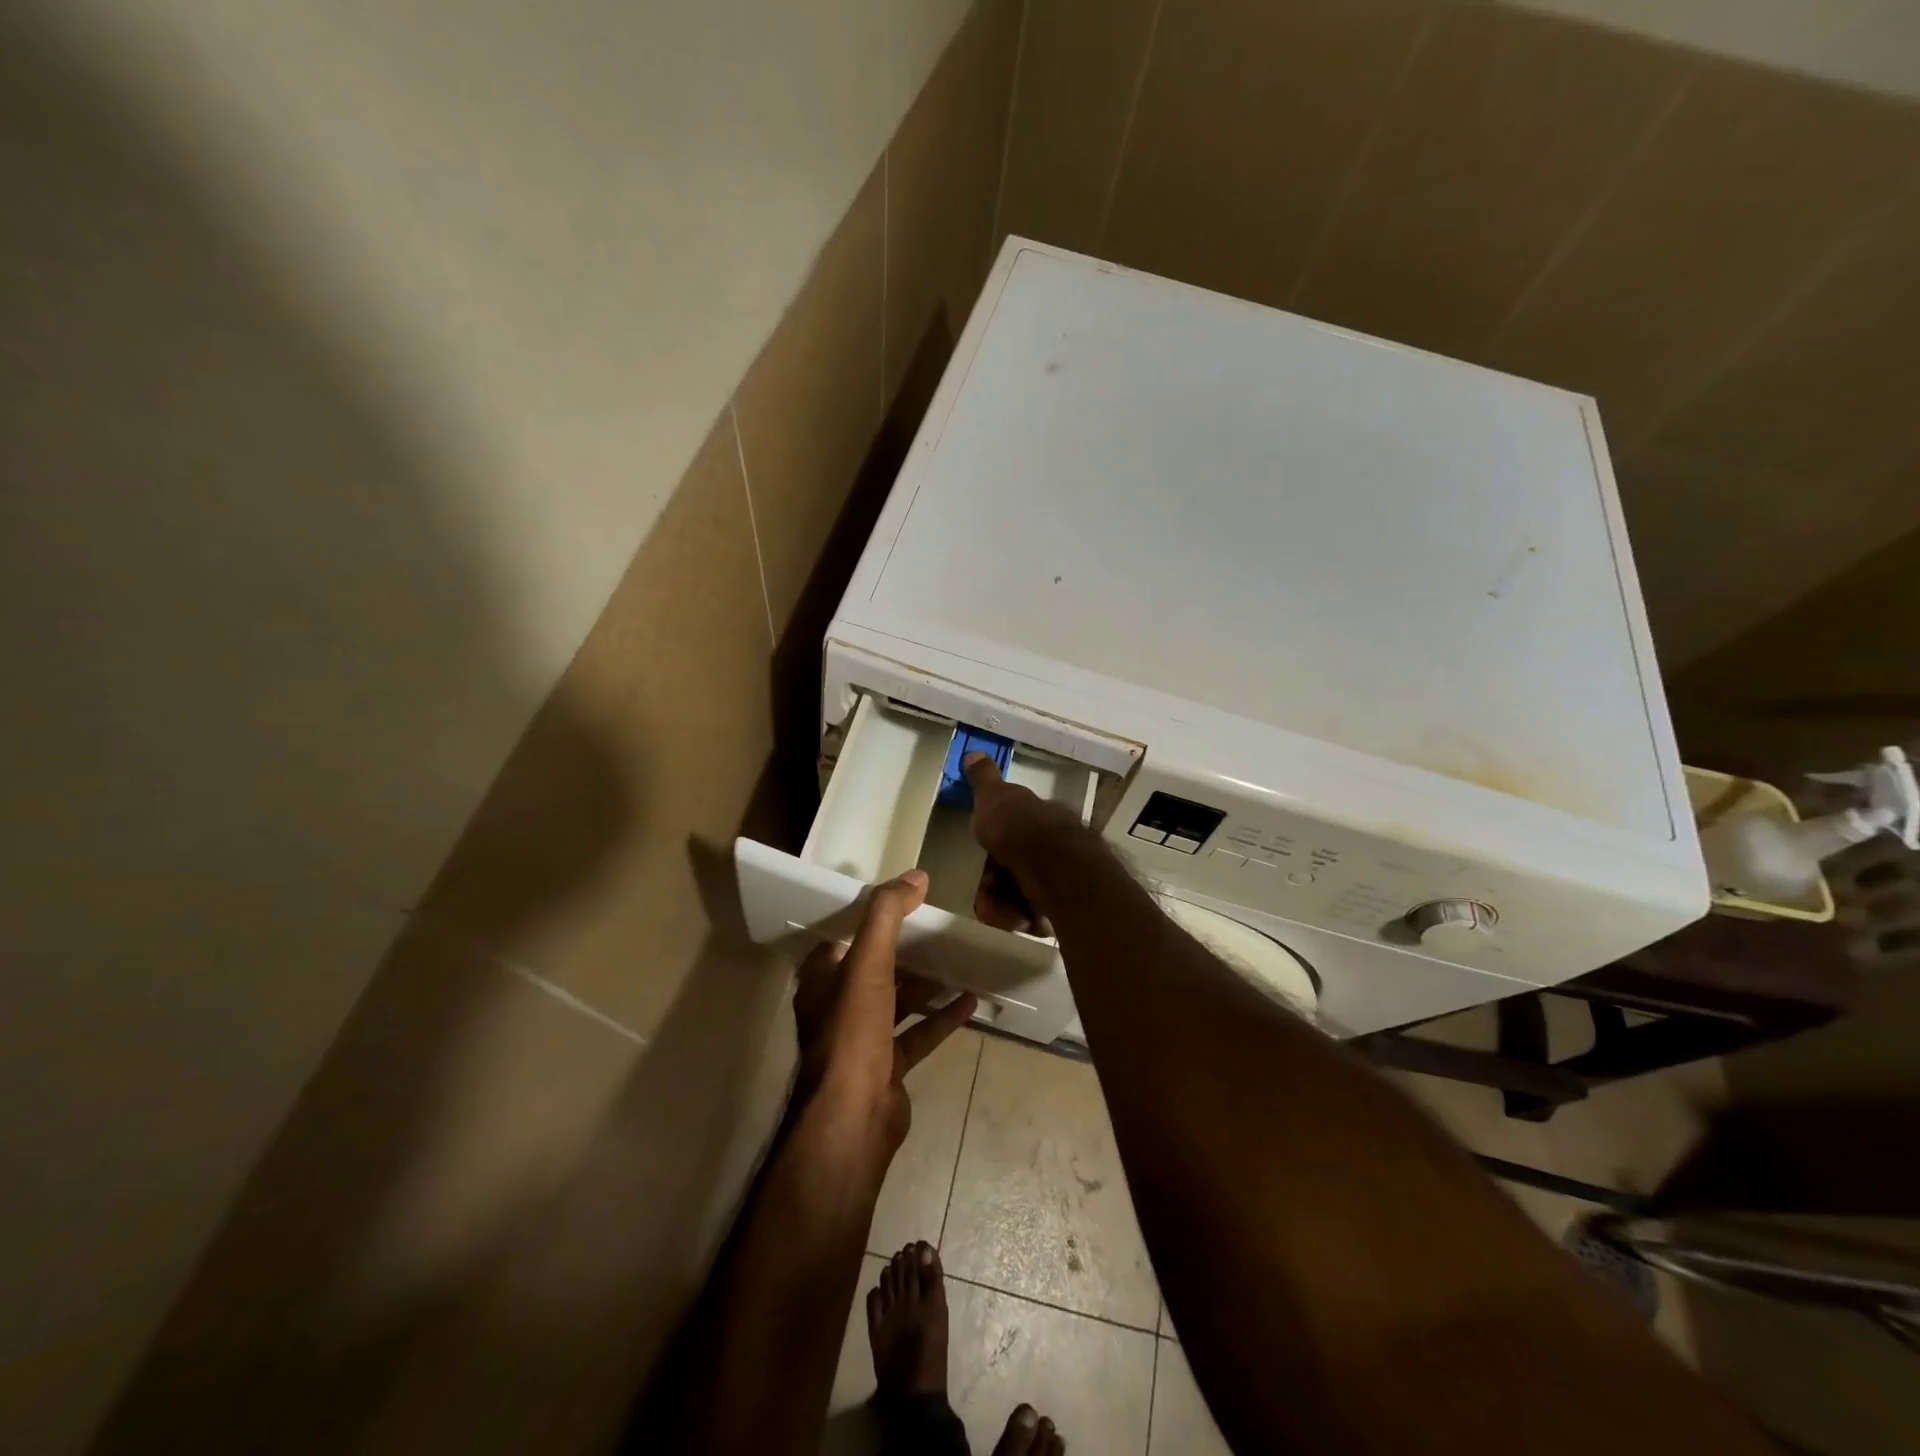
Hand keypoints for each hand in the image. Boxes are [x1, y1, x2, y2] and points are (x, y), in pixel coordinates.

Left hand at [791, 869, 976, 1152]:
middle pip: (876, 968)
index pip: (844, 937)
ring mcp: (863, 1040)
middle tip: (939, 927)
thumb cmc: (852, 1032)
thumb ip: (887, 916)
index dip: (869, 917)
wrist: (852, 1118)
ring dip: (927, 983)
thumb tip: (915, 875)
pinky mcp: (888, 1066)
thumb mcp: (868, 963)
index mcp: (823, 980)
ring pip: (898, 1001)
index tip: (902, 900)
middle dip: (906, 950)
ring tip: (960, 960)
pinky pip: (917, 1033)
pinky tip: (969, 1001)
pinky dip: (941, 1017)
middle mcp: (838, 1007)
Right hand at [961, 751, 1079, 934]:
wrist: (1056, 870)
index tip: (981, 856)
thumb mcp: (995, 797)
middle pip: (1015, 868)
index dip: (994, 847)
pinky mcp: (1067, 908)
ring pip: (1021, 894)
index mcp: (1044, 819)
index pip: (1014, 833)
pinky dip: (1020, 918)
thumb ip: (983, 780)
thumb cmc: (1020, 829)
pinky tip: (1017, 918)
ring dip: (1003, 903)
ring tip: (999, 909)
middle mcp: (1058, 847)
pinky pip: (1034, 916)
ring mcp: (1065, 878)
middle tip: (985, 892)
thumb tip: (974, 753)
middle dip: (994, 882)